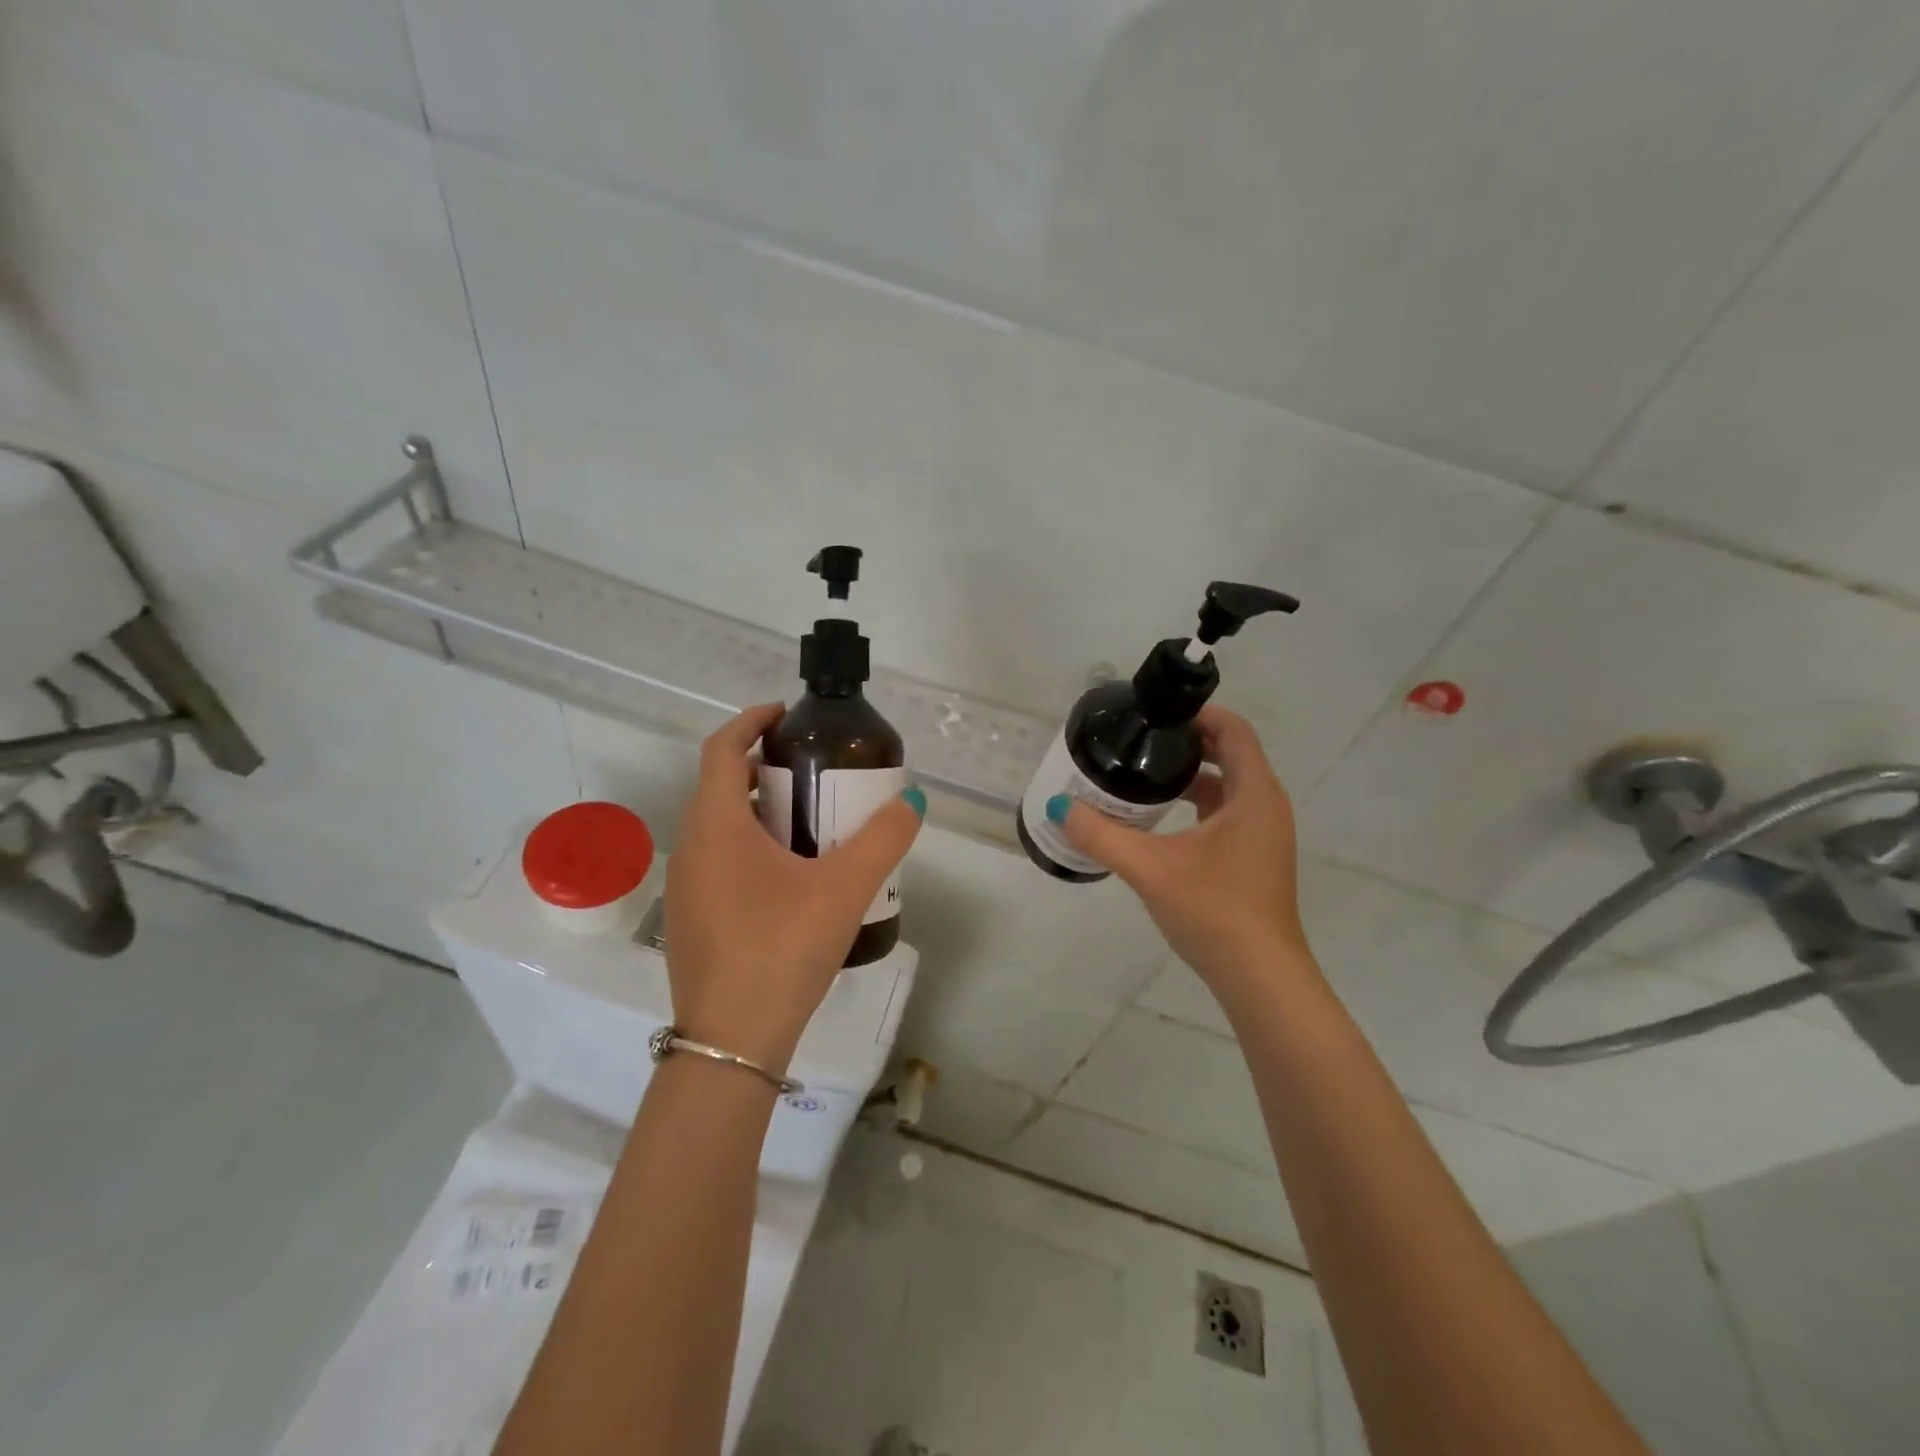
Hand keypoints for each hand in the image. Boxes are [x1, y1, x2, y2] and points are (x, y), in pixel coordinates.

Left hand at [664, 703, 924, 1071]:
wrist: (732, 1042)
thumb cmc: (782, 949)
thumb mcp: (844, 888)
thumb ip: (884, 839)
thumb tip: (912, 800)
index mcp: (717, 825)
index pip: (722, 749)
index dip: (751, 721)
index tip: (788, 714)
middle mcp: (692, 846)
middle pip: (723, 785)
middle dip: (766, 767)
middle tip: (817, 771)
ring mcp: (687, 886)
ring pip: (721, 826)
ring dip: (761, 810)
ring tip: (813, 821)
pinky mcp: (692, 918)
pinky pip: (720, 860)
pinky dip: (752, 846)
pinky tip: (794, 877)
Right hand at [1056, 705, 1308, 989]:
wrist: (1260, 978)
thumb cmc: (1214, 911)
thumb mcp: (1150, 868)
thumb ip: (1101, 836)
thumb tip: (1059, 808)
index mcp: (1254, 794)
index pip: (1233, 729)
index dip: (1197, 713)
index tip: (1155, 712)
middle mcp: (1265, 805)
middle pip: (1230, 753)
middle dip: (1188, 741)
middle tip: (1141, 739)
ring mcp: (1263, 834)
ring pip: (1228, 786)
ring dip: (1191, 775)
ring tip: (1143, 774)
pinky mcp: (1255, 858)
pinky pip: (1227, 812)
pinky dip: (1197, 804)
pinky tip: (1160, 820)